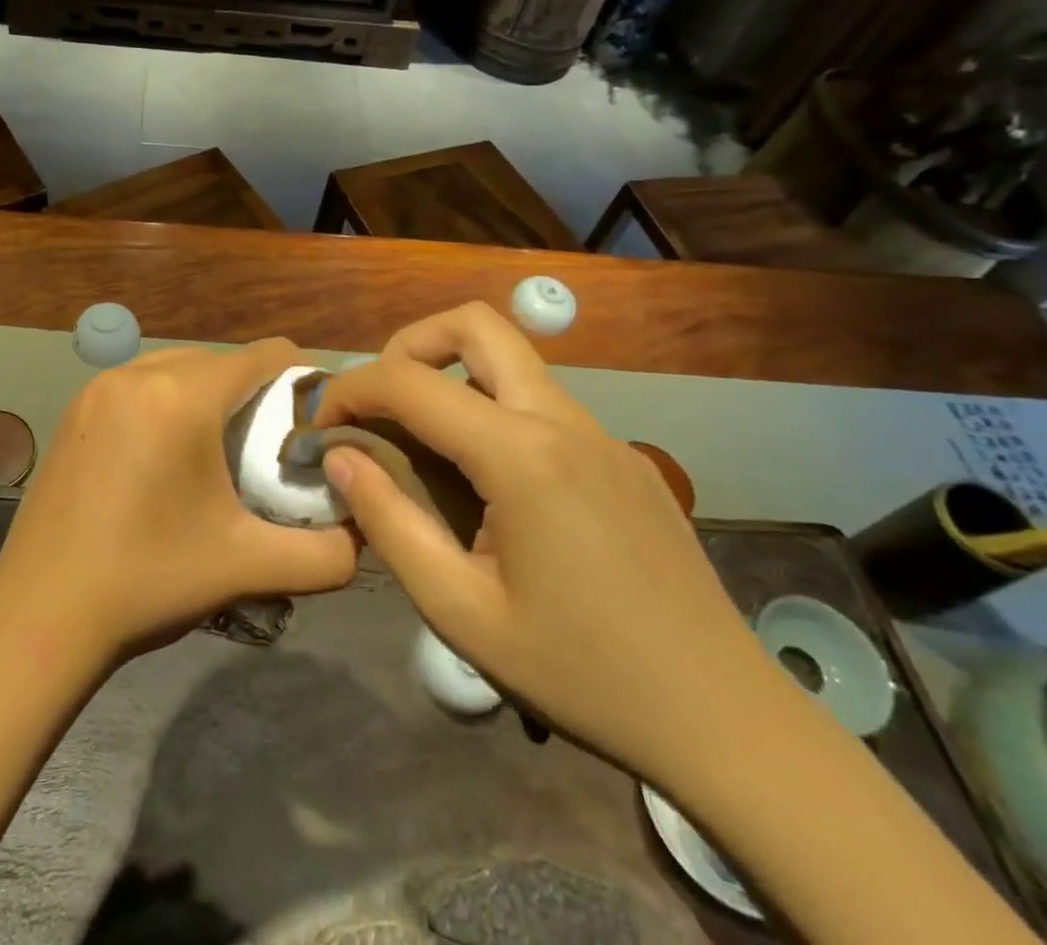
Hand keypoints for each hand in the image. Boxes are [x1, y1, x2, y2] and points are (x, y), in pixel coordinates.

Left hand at [0, 340, 360, 661]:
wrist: (40, 615)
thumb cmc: (148, 581)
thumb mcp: (246, 567)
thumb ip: (323, 555)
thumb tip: (365, 536)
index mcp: (182, 397)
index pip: (263, 355)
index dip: (300, 376)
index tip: (314, 418)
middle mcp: (138, 375)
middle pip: (221, 360)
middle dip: (253, 392)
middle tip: (268, 446)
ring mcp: (99, 387)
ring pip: (178, 367)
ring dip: (208, 394)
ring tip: (219, 449)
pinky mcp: (75, 408)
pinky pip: (140, 384)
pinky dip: (166, 401)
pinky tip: (165, 455)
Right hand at [313, 303, 782, 787]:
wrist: (724, 721)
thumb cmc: (581, 673)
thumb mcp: (460, 611)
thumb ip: (389, 523)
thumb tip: (340, 458)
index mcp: (521, 454)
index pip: (410, 381)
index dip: (350, 390)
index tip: (322, 427)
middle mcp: (562, 420)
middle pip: (475, 324)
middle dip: (409, 345)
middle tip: (382, 403)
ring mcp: (601, 433)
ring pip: (511, 359)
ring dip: (452, 375)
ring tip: (422, 442)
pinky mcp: (622, 456)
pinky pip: (541, 402)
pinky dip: (492, 409)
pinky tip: (488, 483)